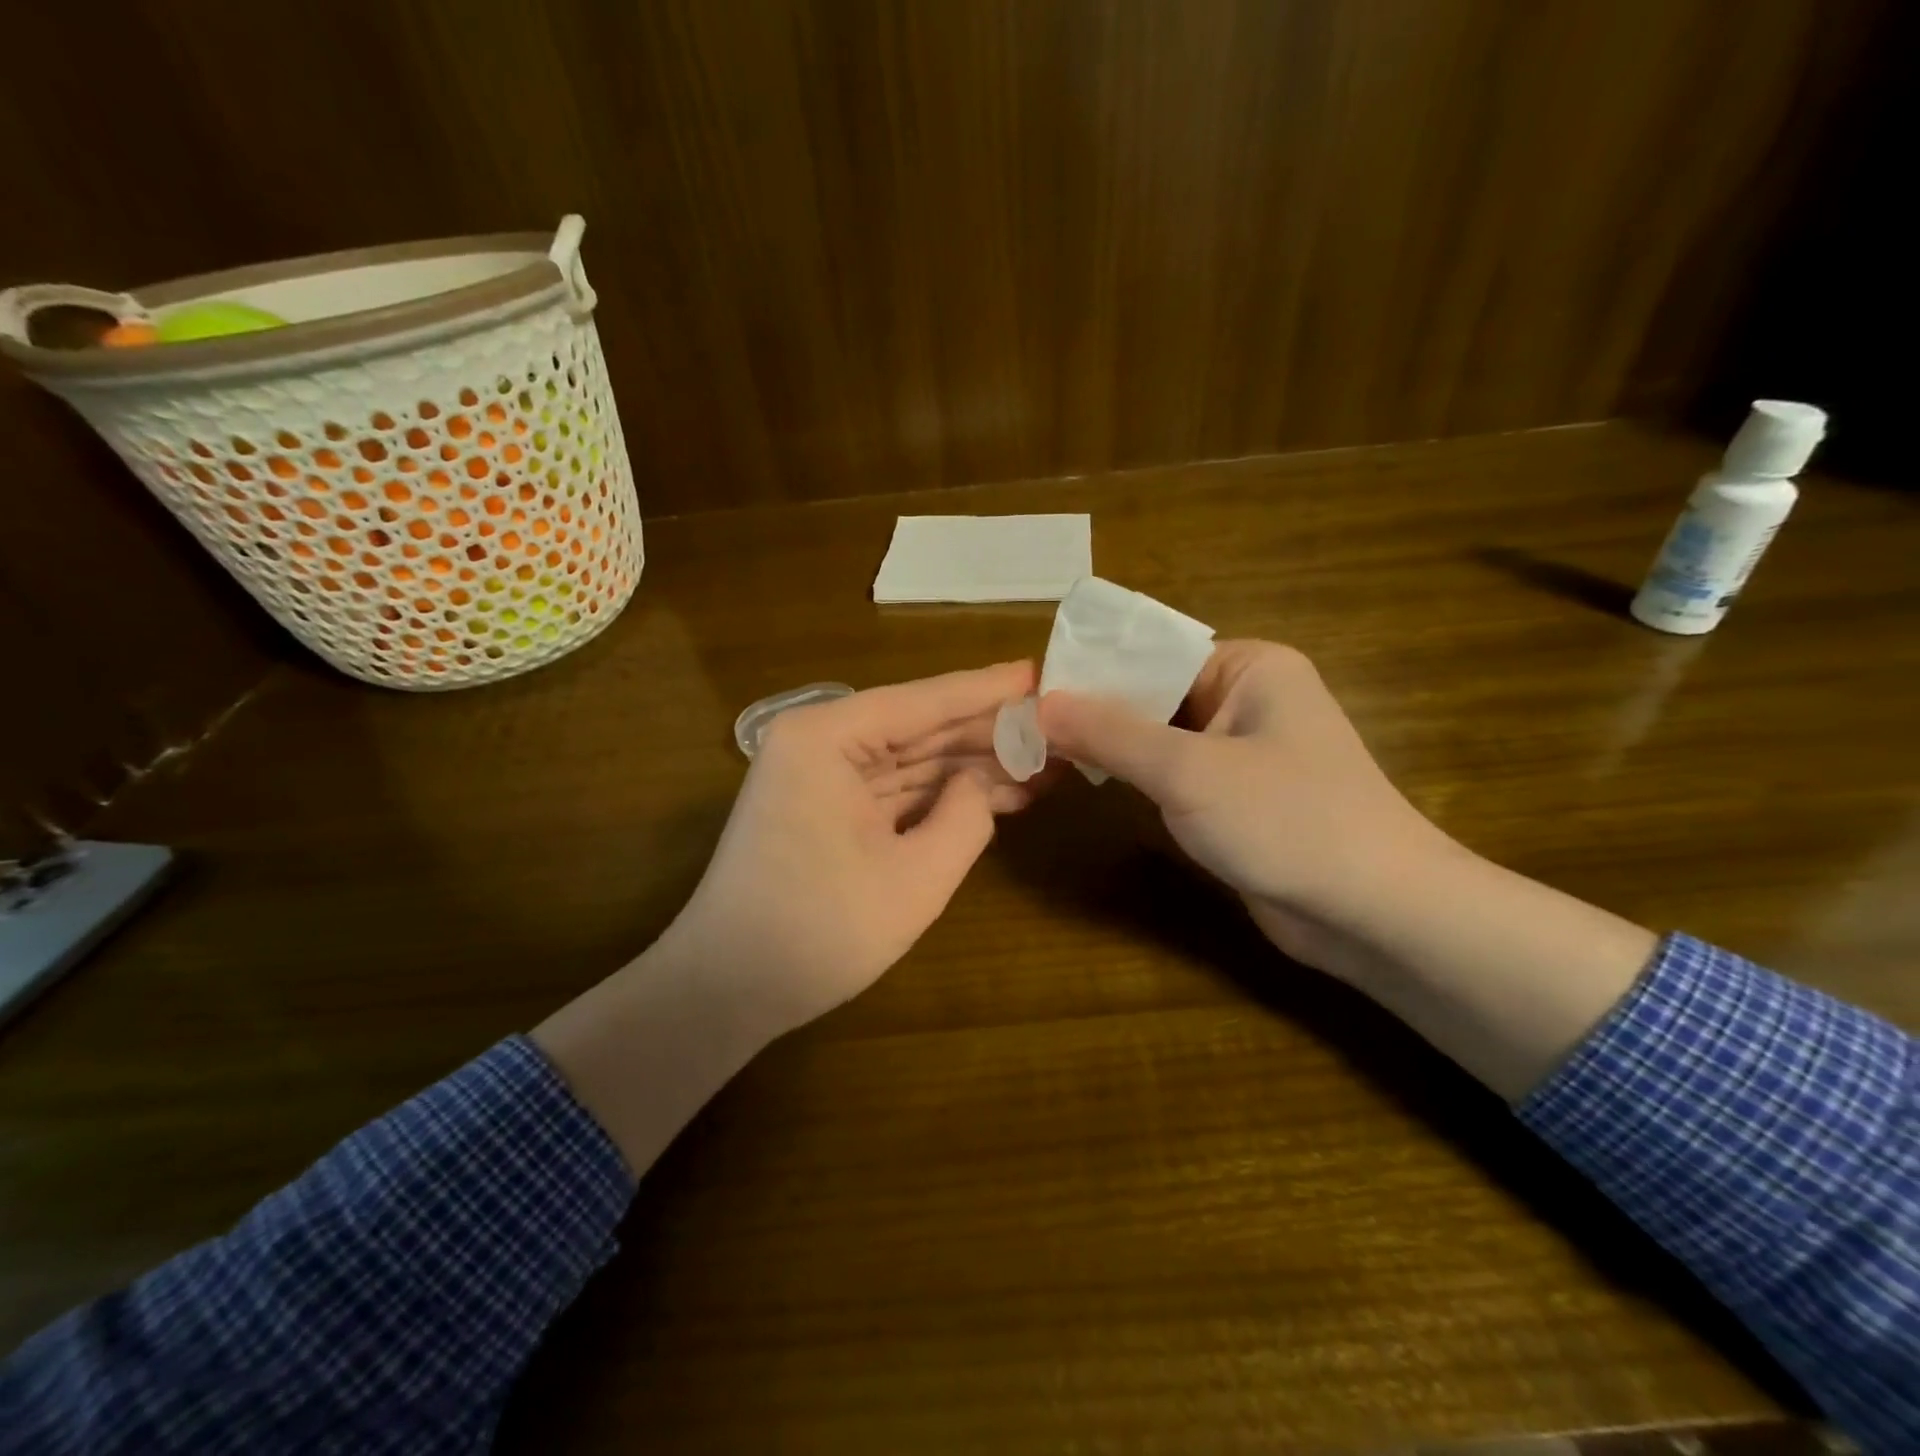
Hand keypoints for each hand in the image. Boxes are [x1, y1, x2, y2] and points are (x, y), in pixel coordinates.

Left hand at [660, 659, 1041, 1036]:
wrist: (727, 991)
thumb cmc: (819, 931)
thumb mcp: (915, 878)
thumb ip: (965, 818)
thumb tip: (980, 784)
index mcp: (827, 737)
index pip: (924, 701)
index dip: (988, 691)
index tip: (1041, 673)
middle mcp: (819, 742)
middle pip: (919, 728)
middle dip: (987, 734)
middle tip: (1058, 729)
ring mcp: (820, 777)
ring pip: (911, 761)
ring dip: (971, 768)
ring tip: (1043, 766)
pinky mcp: (826, 810)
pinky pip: (894, 791)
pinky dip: (940, 797)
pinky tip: (996, 797)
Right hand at [1037, 641, 1446, 962]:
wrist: (1374, 913)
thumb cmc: (1287, 820)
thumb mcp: (1188, 771)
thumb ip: (1111, 734)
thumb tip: (1040, 704)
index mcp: (1250, 667)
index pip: (1153, 653)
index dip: (1093, 671)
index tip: (1032, 691)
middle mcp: (1247, 698)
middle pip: (1154, 694)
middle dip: (1097, 712)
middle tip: (1027, 725)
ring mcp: (1243, 750)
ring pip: (1161, 737)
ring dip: (1113, 746)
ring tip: (1043, 748)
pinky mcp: (1237, 797)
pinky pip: (1175, 773)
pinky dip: (1136, 777)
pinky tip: (1091, 780)